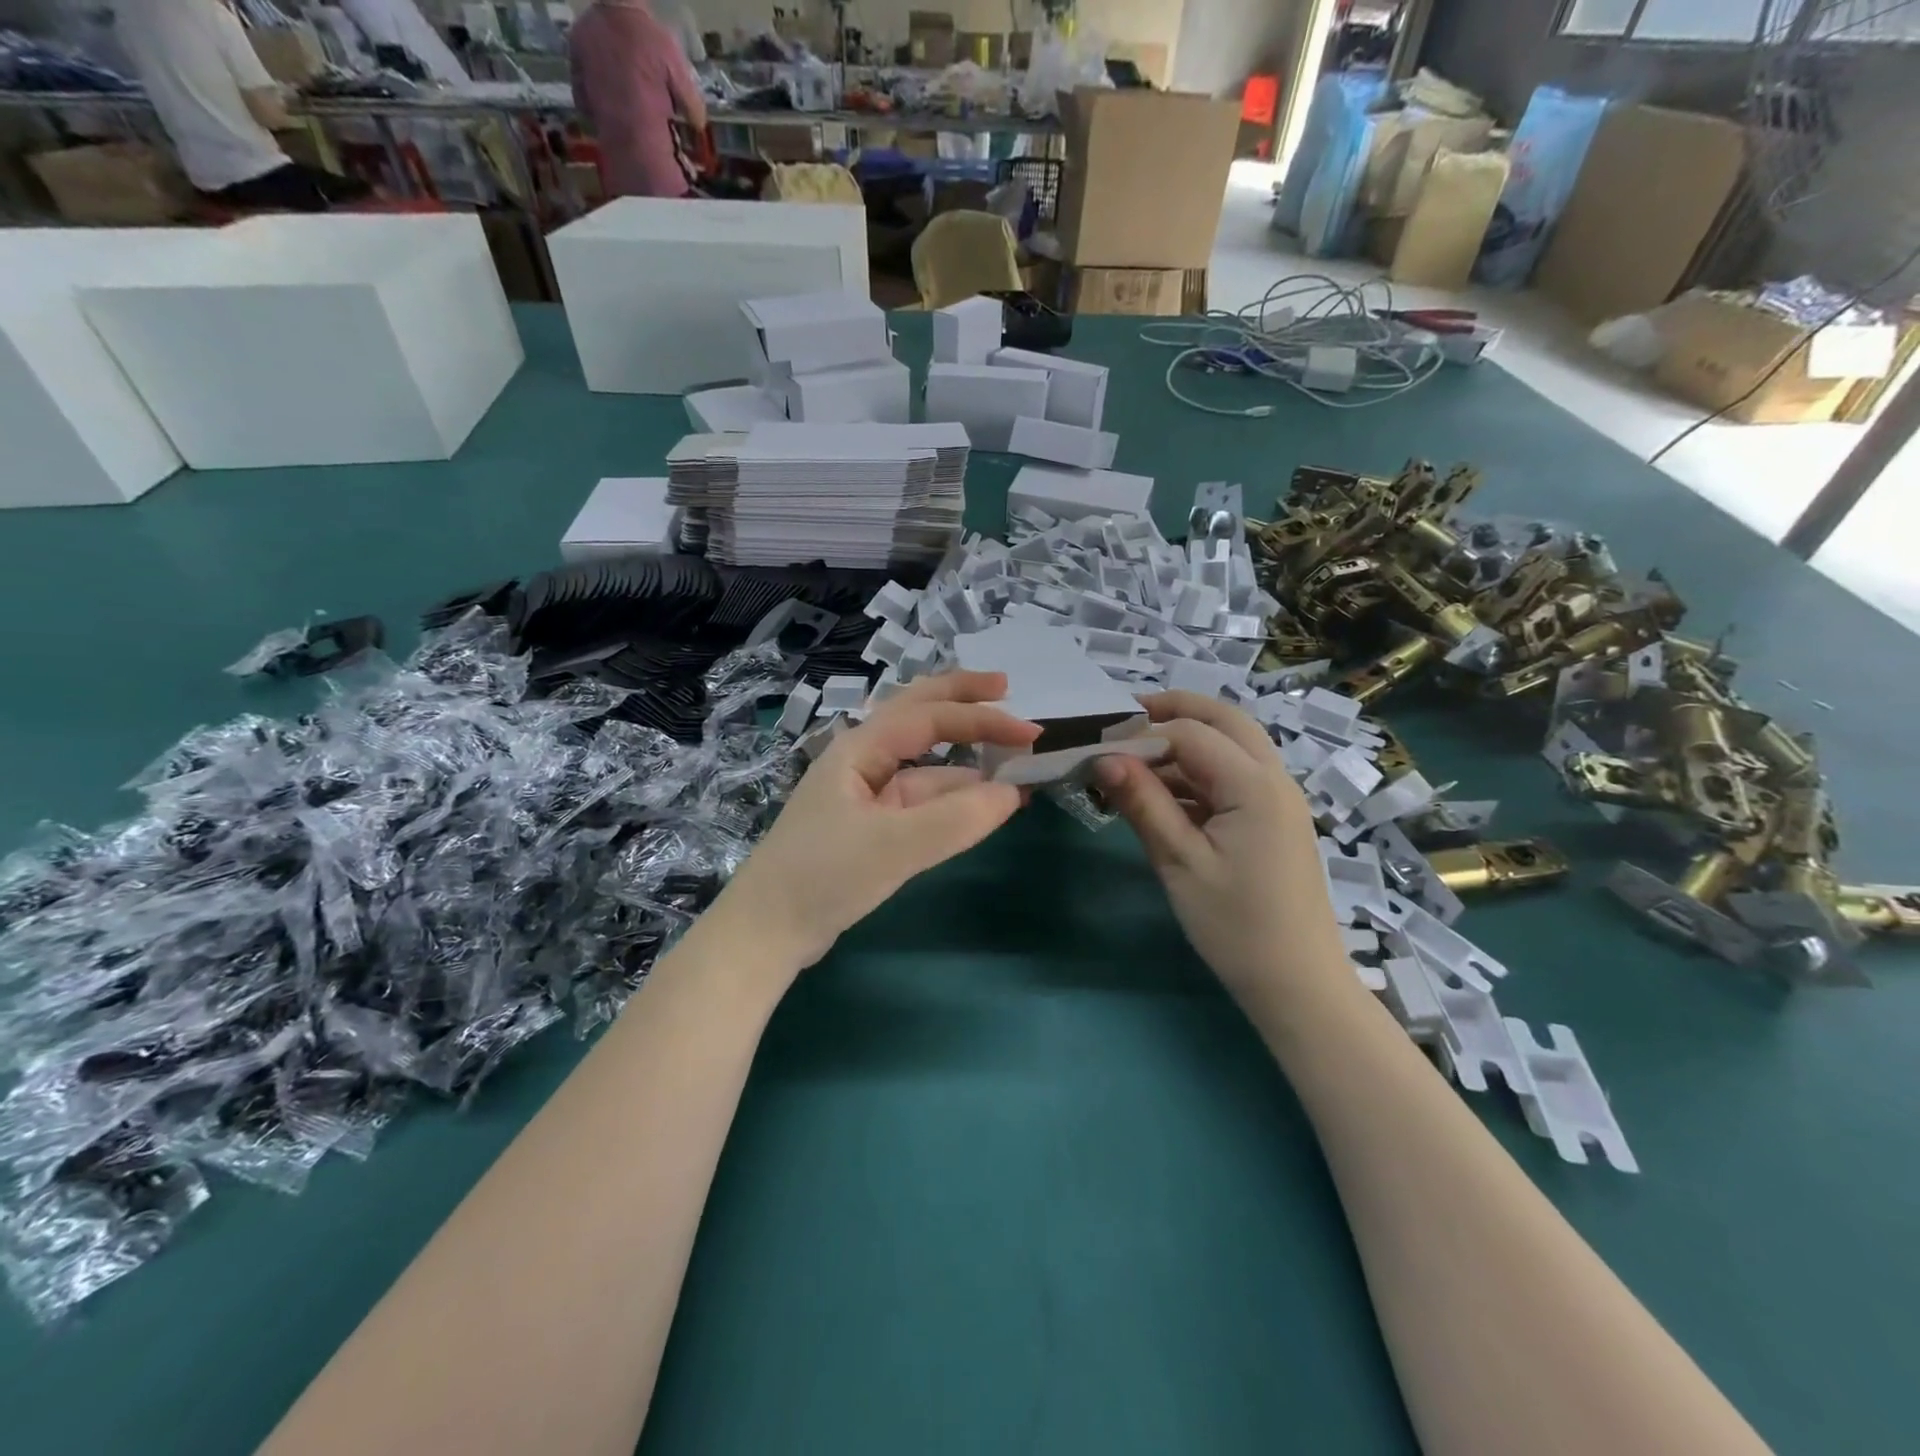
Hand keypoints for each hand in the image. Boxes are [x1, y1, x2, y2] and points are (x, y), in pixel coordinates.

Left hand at [715, 671, 1040, 977]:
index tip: (1029, 731)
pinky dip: (951, 797)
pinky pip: (918, 799)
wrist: (766, 931)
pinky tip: (977, 804)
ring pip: (923, 763)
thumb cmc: (823, 876)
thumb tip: (1013, 793)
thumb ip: (956, 819)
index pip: (930, 716)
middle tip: (1007, 689)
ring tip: (1010, 761)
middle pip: (918, 715)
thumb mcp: (893, 846)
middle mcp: (862, 761)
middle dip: (962, 700)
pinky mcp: (869, 828)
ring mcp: (865, 795)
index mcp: (860, 749)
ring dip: (964, 757)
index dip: (981, 717)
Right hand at [1093, 692, 1344, 1005]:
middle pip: (1224, 720)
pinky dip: (1198, 774)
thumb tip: (1103, 758)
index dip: (1142, 733)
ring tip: (1132, 764)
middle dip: (1174, 711)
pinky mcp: (1273, 820)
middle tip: (1123, 721)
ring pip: (1230, 746)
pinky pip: (1233, 778)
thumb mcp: (1179, 862)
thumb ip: (1143, 803)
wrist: (1298, 984)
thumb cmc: (1236, 925)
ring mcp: (1278, 799)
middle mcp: (1274, 778)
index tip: (1097, 746)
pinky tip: (1161, 797)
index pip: (1191, 733)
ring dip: (1184, 744)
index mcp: (1255, 785)